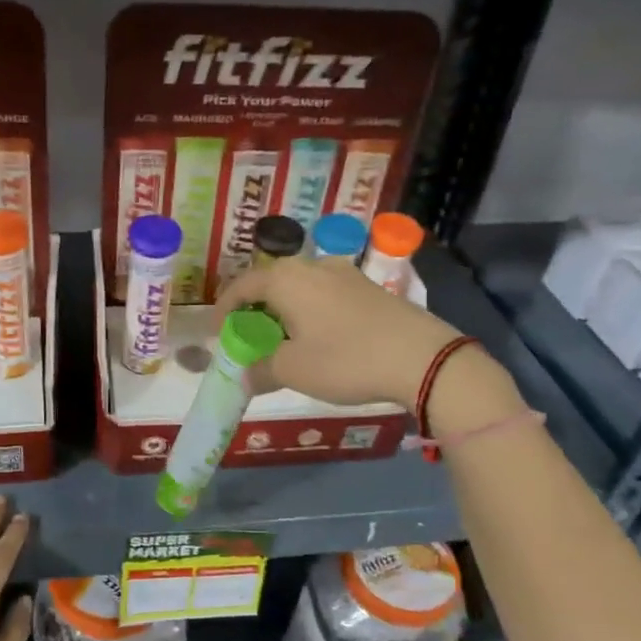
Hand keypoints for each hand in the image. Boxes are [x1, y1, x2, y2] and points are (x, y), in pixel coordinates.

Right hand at [215, 255, 523, 422]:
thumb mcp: (293, 370)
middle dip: (254, 310)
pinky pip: (324, 294)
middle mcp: (312, 266)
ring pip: (299, 288)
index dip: (224, 310)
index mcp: (286, 279)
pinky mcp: (368, 287)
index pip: (241, 286)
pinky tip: (317, 337)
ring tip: (282, 340)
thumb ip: (260, 369)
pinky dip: (309, 312)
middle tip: (248, 338)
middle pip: (270, 283)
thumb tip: (243, 374)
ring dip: (283, 311)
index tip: (219, 333)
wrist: (422, 357)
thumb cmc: (346, 360)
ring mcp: (344, 273)